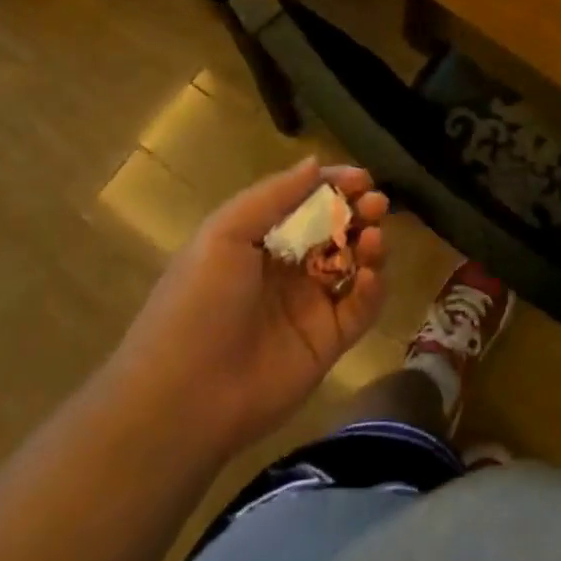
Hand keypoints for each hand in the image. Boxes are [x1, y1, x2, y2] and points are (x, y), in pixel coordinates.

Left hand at [115, 158, 388, 455]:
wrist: (184, 397)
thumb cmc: (199, 303)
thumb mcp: (226, 233)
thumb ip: (274, 195)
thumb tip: (315, 163)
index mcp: (259, 240)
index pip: (306, 202)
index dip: (334, 186)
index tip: (361, 178)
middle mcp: (288, 268)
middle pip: (336, 230)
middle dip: (359, 212)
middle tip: (376, 204)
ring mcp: (310, 305)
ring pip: (354, 265)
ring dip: (370, 246)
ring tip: (373, 238)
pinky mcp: (328, 342)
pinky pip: (360, 309)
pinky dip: (373, 289)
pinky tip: (370, 277)